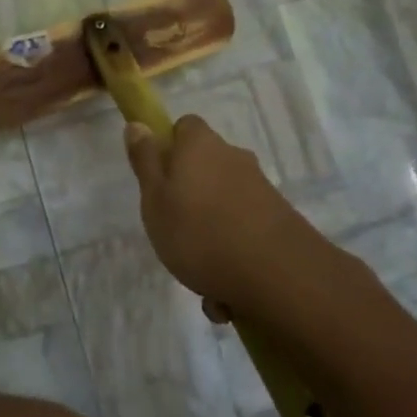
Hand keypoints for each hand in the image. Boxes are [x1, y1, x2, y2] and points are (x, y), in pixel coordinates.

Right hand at [123, 114, 320, 317]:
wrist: (277, 275)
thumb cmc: (199, 232)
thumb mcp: (155, 199)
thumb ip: (145, 162)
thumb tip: (138, 124)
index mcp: (200, 145)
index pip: (184, 127)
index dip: (169, 147)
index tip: (158, 178)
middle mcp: (233, 158)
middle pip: (205, 167)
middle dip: (190, 197)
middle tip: (174, 231)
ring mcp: (260, 188)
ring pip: (224, 206)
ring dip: (211, 235)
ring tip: (201, 277)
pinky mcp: (279, 219)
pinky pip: (244, 232)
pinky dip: (233, 255)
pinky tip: (227, 292)